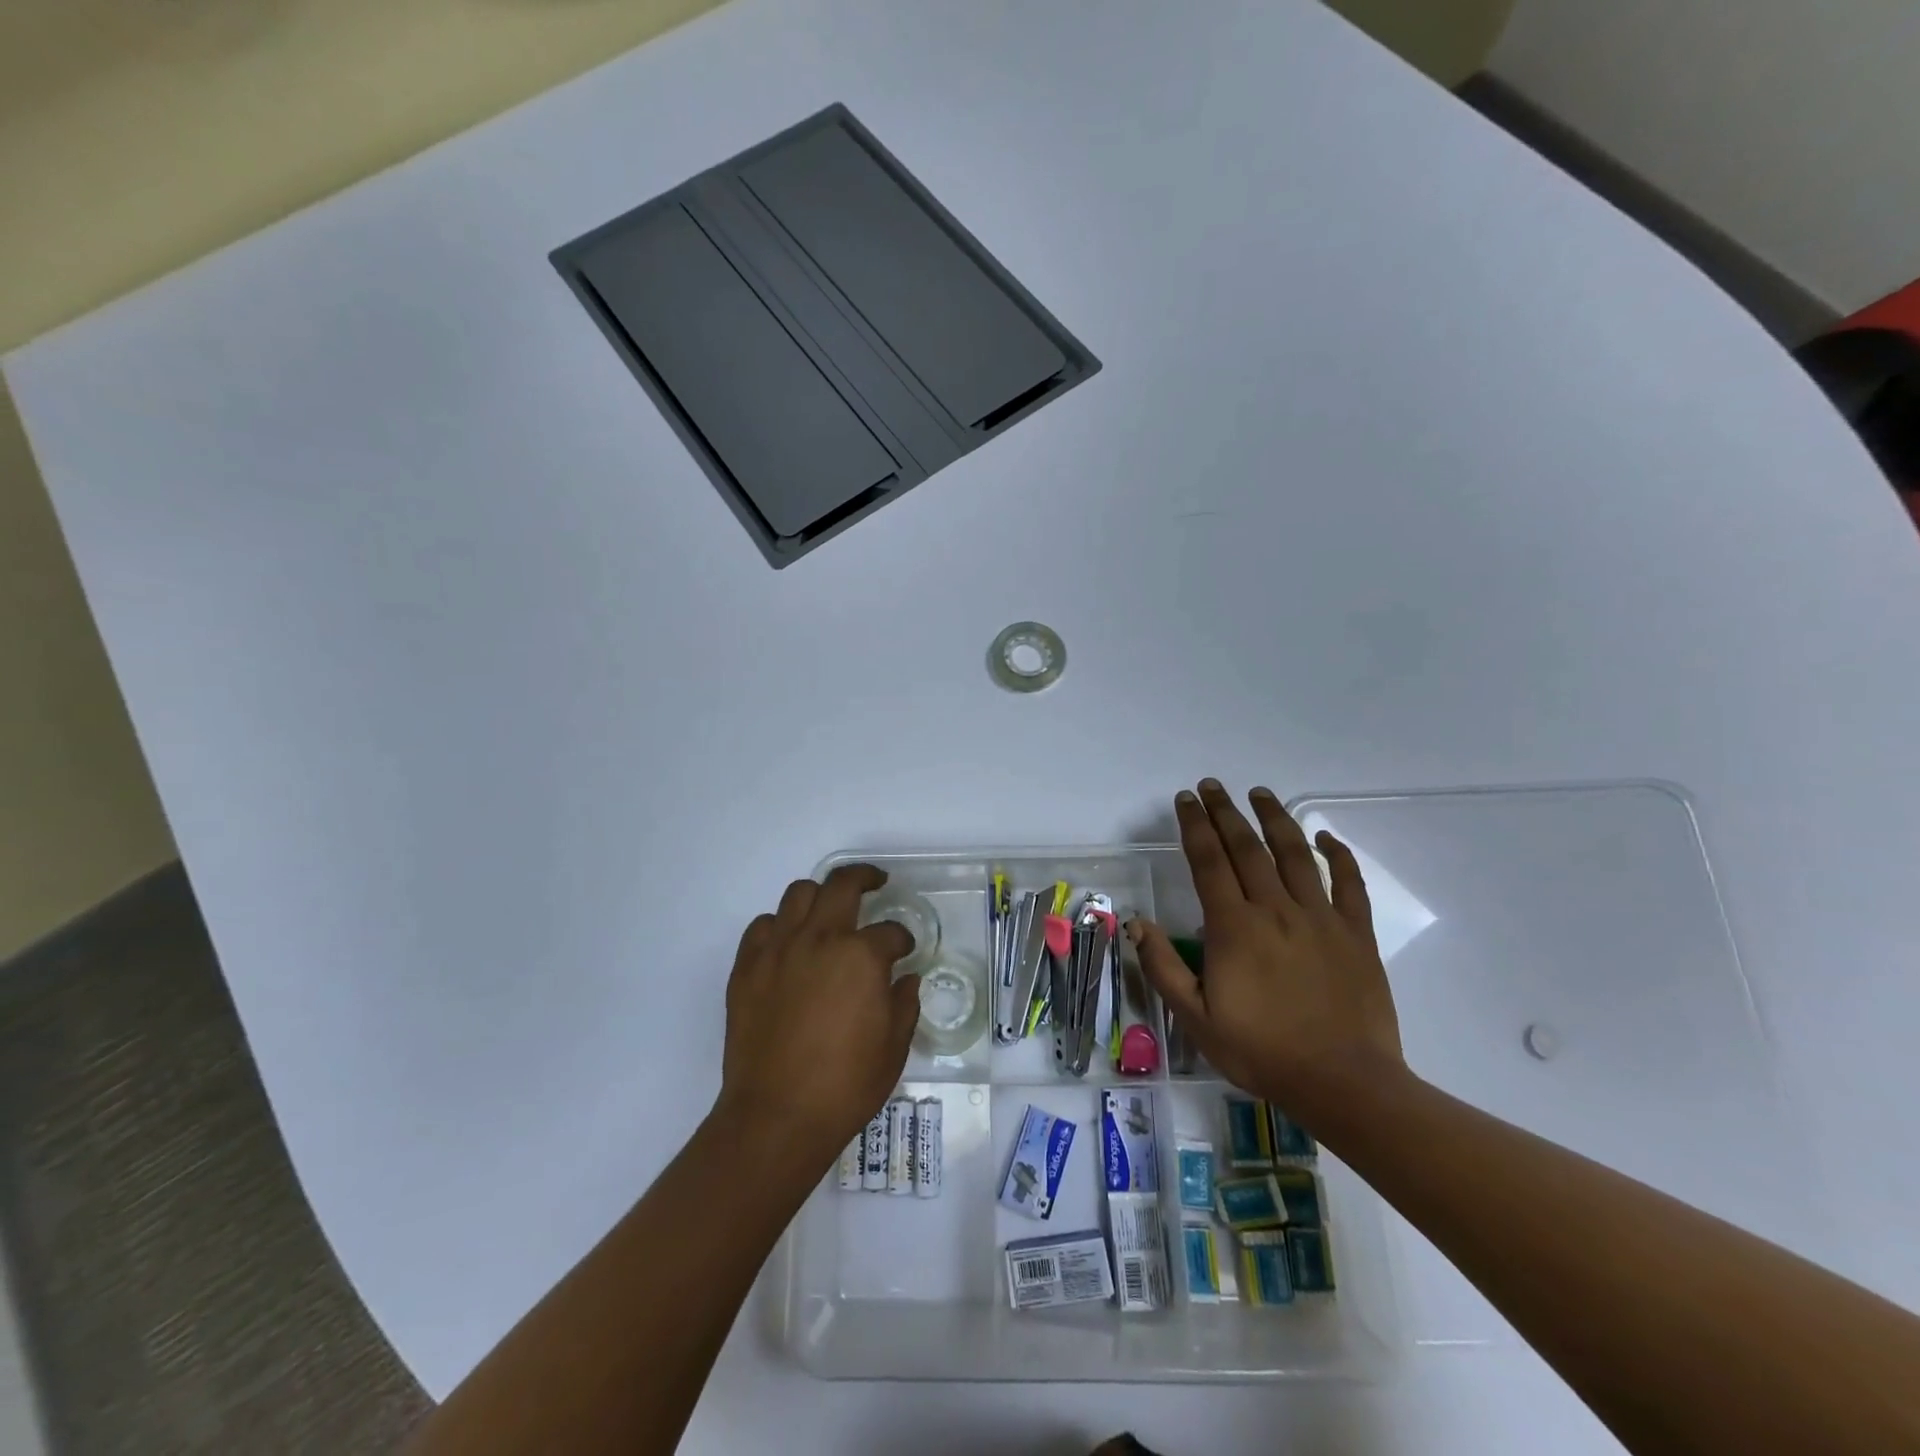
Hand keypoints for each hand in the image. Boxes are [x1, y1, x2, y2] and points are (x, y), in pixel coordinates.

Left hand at [714, 865, 920, 1163]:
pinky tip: (789, 943)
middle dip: (864, 877)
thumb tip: (905, 979)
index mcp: (861, 956)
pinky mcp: (747, 967)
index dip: (903, 939)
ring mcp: (778, 949)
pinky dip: (779, 926)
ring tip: (829, 910)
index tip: (904, 950)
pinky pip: (762, 926)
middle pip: (842, 884)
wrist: (777, 1117)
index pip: (890, 932)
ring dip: (819, 895)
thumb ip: (904, 1003)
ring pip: (798, 894)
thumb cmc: (845, 1085)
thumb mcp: (894, 1047)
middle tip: (875, 881)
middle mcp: (820, 939)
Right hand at [1130, 780, 1405, 1117]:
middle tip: (1212, 785)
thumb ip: (1163, 966)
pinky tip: (1326, 837)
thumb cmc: (1261, 1051)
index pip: (1208, 861)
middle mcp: (1275, 909)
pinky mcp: (1356, 933)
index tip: (1185, 799)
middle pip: (1247, 847)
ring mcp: (1319, 917)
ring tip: (1260, 793)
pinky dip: (1339, 855)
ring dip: (1275, 819)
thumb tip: (1135, 922)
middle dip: (1226, 812)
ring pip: (1295, 854)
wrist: (1343, 1083)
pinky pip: (1349, 884)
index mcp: (1234, 927)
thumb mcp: (1196, 1018)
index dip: (1194, 825)